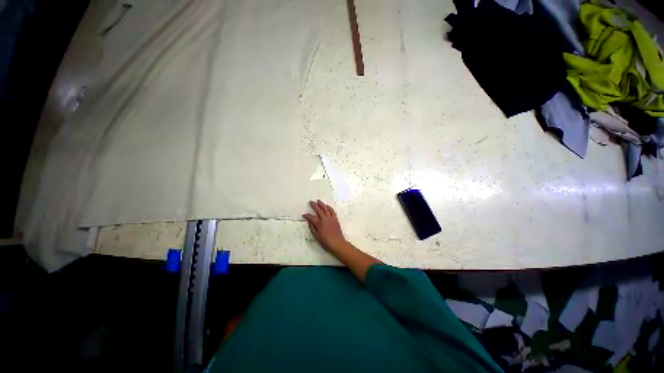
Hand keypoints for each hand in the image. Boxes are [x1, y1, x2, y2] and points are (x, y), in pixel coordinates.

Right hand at [303, 200, 346, 251]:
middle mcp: (325, 219)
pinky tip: (327, 206)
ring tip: (318, 201)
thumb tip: (309, 222)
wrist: (337, 243)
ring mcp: (331, 218)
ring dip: (322, 204)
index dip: (307, 215)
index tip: (304, 214)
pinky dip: (329, 208)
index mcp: (319, 224)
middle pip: (319, 210)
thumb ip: (312, 228)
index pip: (311, 218)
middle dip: (314, 205)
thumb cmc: (326, 242)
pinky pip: (332, 211)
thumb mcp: (316, 237)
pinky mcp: (335, 219)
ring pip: (326, 209)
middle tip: (311, 202)